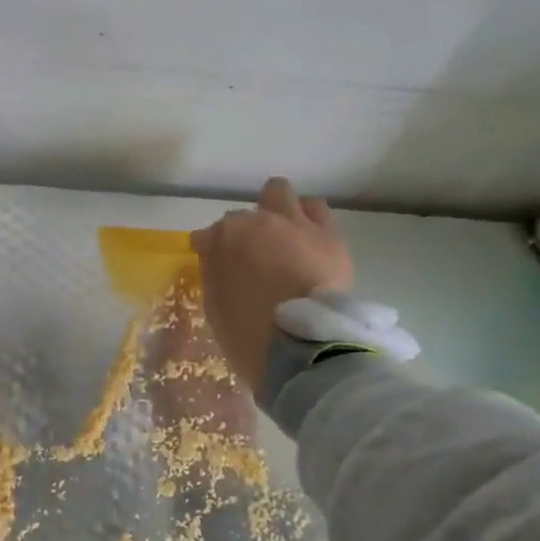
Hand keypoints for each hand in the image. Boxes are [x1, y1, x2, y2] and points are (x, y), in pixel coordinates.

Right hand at [190, 177, 352, 395]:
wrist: (303, 347)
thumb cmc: (249, 333)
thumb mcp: (215, 304)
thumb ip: (214, 271)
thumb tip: (215, 254)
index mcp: (226, 238)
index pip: (210, 233)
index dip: (212, 248)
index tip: (215, 264)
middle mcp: (260, 221)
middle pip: (245, 212)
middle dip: (244, 227)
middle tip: (250, 251)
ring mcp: (297, 225)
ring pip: (281, 193)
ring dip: (276, 211)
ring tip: (282, 235)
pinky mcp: (329, 236)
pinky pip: (318, 210)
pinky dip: (308, 218)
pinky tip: (307, 237)